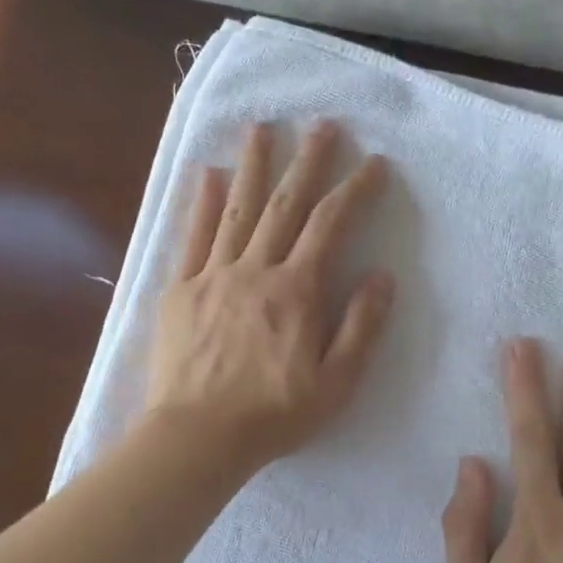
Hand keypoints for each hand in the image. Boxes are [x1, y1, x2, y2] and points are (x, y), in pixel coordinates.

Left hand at [147, 120, 394, 472]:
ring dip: (252, 166)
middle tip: (322, 124)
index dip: (355, 190)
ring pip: (236, 210)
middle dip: (307, 161)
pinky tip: (206, 174)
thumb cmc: (274, 414)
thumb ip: (361, 326)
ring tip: (261, 128)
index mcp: (296, 291)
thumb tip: (382, 276)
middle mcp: (255, 270)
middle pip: (284, 205)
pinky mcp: (179, 291)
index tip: (374, 163)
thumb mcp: (336, 382)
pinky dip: (201, 203)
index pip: (331, 225)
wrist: (197, 438)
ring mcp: (213, 276)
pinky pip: (192, 238)